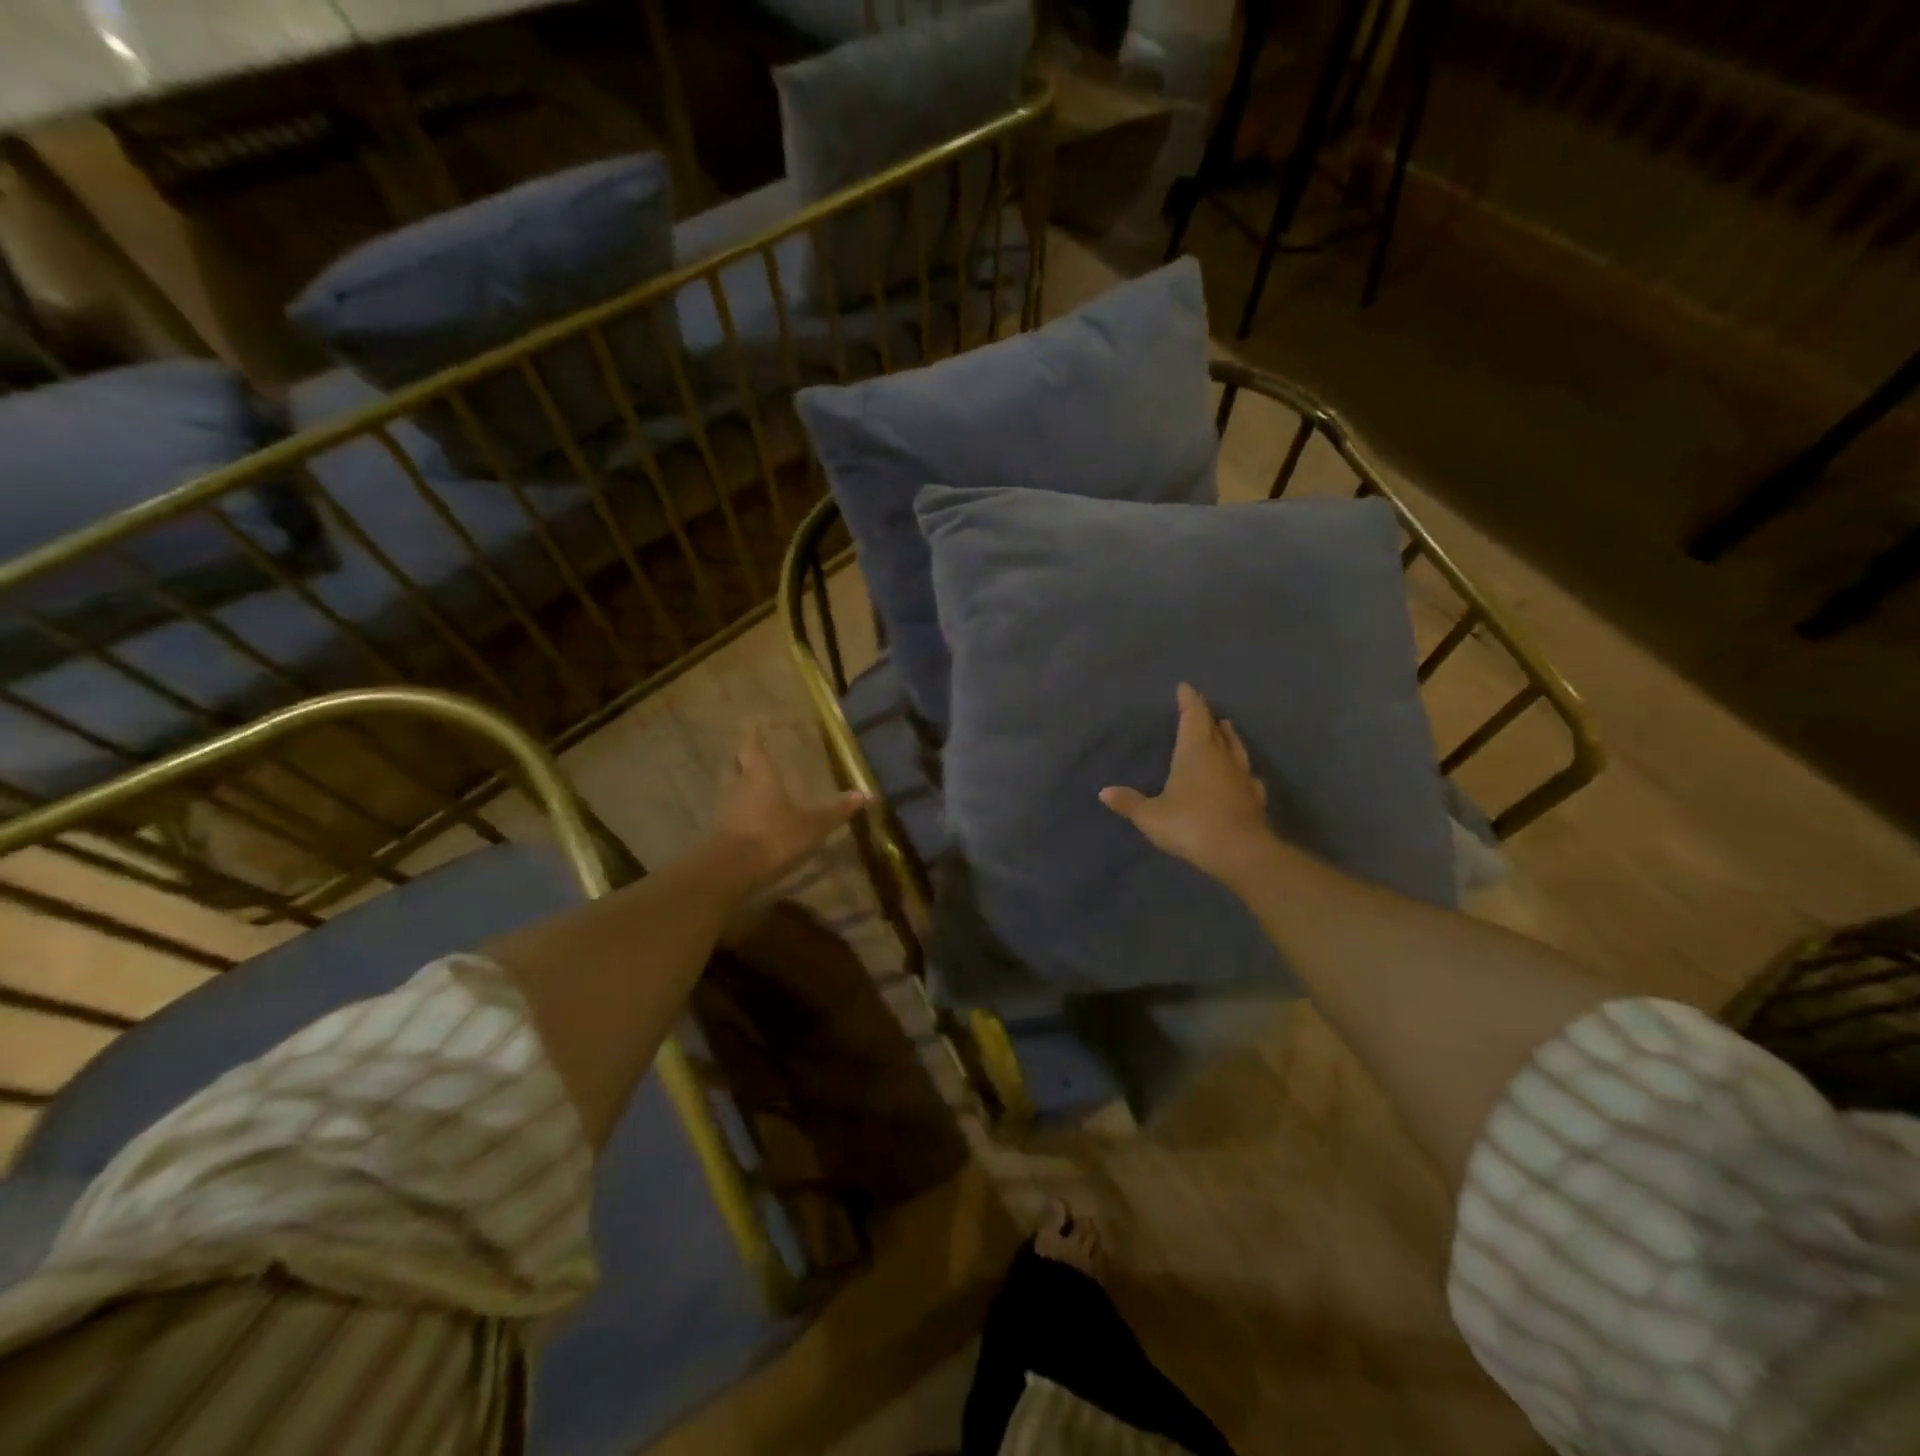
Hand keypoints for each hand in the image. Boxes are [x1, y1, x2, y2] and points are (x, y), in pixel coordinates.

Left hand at [709, 727, 865, 886]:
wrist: (732, 872)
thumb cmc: (774, 836)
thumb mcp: (814, 825)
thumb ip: (837, 810)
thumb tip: (866, 794)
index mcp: (760, 774)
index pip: (752, 746)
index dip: (754, 735)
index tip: (755, 725)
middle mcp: (739, 785)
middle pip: (739, 766)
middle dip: (748, 762)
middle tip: (760, 758)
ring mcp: (726, 810)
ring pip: (735, 791)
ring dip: (746, 789)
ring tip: (764, 790)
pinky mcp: (721, 833)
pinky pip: (734, 815)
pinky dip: (744, 814)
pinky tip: (758, 821)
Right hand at [1099, 684, 1274, 885]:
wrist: (1241, 853)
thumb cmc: (1191, 824)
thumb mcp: (1151, 816)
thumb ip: (1129, 802)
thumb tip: (1104, 792)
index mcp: (1195, 751)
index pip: (1193, 716)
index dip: (1189, 701)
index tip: (1185, 687)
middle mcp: (1221, 756)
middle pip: (1215, 729)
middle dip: (1207, 717)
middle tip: (1201, 707)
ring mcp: (1242, 776)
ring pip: (1236, 748)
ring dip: (1229, 737)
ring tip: (1225, 728)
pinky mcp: (1255, 798)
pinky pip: (1247, 775)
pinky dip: (1241, 770)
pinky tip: (1243, 775)